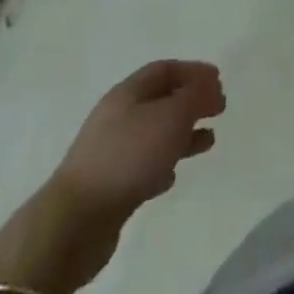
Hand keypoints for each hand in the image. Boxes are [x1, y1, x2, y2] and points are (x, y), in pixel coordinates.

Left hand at [49, 60, 225, 223]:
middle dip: (191, 101)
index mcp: (128, 93)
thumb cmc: (128, 156)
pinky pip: (143, 165)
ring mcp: (111, 153)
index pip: (165, 69)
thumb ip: (195, 97)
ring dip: (183, 133)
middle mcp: (117, 117)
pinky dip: (164, 163)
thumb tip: (209, 87)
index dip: (194, 71)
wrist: (74, 223)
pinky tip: (173, 175)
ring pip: (155, 134)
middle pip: (160, 100)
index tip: (219, 80)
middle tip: (219, 108)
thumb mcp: (171, 116)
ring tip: (209, 141)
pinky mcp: (109, 186)